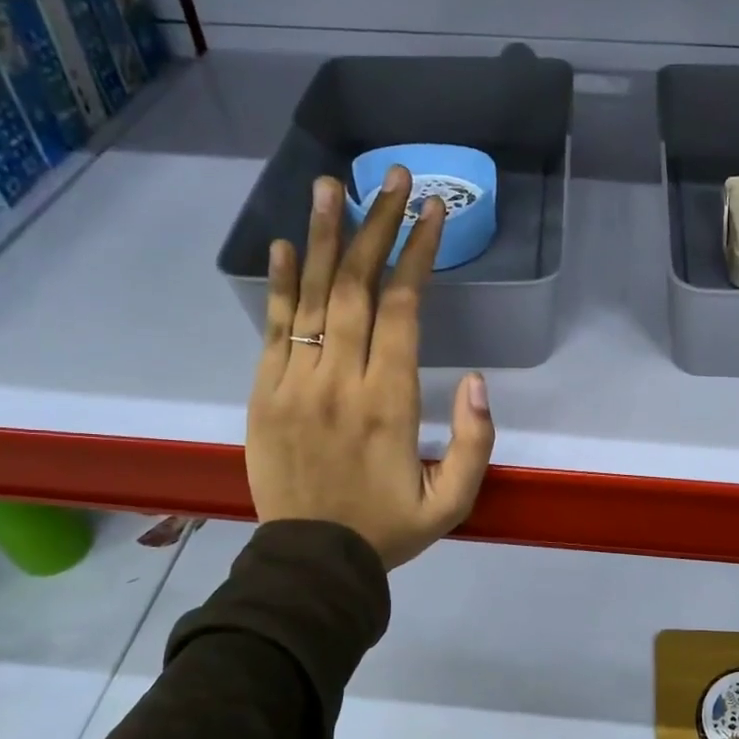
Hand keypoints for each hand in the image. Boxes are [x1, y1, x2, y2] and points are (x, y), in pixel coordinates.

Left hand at [246, 166, 495, 568]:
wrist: (311, 563)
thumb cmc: (388, 530)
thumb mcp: (453, 502)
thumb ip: (475, 443)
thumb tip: (476, 379)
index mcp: (389, 403)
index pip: (402, 309)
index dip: (417, 253)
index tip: (431, 210)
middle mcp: (339, 381)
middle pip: (355, 286)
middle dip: (375, 224)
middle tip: (389, 175)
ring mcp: (293, 384)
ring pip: (310, 296)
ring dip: (322, 236)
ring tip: (331, 184)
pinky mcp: (263, 394)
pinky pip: (271, 329)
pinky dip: (277, 284)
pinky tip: (284, 245)